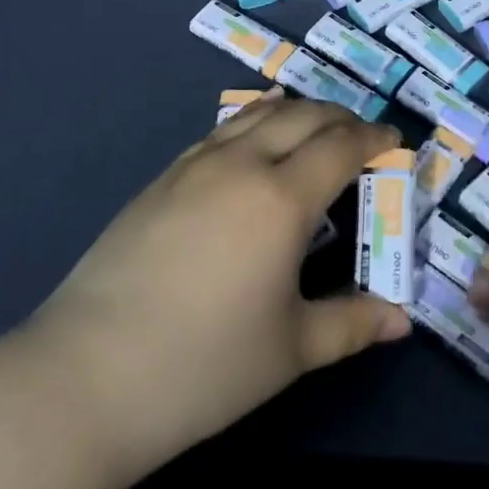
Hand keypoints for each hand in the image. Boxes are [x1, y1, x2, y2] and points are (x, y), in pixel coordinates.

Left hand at [22, 98, 411, 488]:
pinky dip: (254, 121)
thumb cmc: (203, 366)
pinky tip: (254, 137)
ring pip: (259, 113)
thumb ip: (352, 324)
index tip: (395, 140)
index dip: (374, 138)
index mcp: (282, 198)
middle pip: (304, 116)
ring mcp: (196, 164)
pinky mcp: (163, 177)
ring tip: (316, 126)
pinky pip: (223, 130)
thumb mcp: (290, 350)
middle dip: (341, 118)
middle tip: (362, 136)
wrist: (86, 376)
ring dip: (298, 111)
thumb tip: (402, 320)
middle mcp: (242, 163)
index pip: (341, 147)